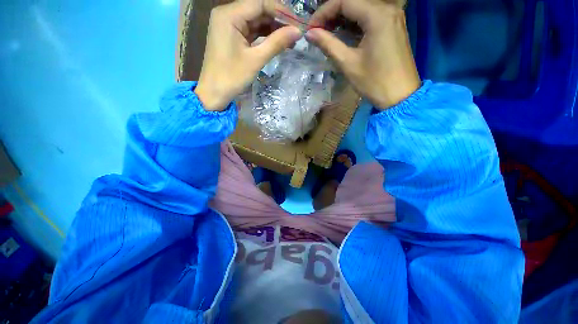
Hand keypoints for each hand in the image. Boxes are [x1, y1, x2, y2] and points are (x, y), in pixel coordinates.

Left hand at [195, 0, 301, 110]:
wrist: (214, 93)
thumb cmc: (232, 77)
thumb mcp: (256, 60)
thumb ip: (276, 43)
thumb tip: (298, 31)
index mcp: (229, 15)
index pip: (260, 3)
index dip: (281, 10)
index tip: (298, 22)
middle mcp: (228, 14)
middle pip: (258, 10)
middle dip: (278, 20)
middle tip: (296, 31)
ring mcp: (230, 25)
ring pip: (256, 20)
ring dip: (274, 28)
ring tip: (291, 38)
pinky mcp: (233, 36)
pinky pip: (252, 31)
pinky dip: (265, 36)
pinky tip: (278, 41)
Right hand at [305, 0, 419, 108]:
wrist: (400, 96)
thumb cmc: (374, 82)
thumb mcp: (348, 63)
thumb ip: (328, 44)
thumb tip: (310, 34)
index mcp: (377, 15)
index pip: (344, 1)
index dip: (323, 13)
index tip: (311, 29)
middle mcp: (388, 8)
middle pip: (354, 1)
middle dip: (332, 14)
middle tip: (318, 31)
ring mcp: (393, 16)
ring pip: (362, 8)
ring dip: (342, 18)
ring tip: (327, 32)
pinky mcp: (393, 26)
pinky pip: (370, 16)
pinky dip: (354, 22)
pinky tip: (344, 33)